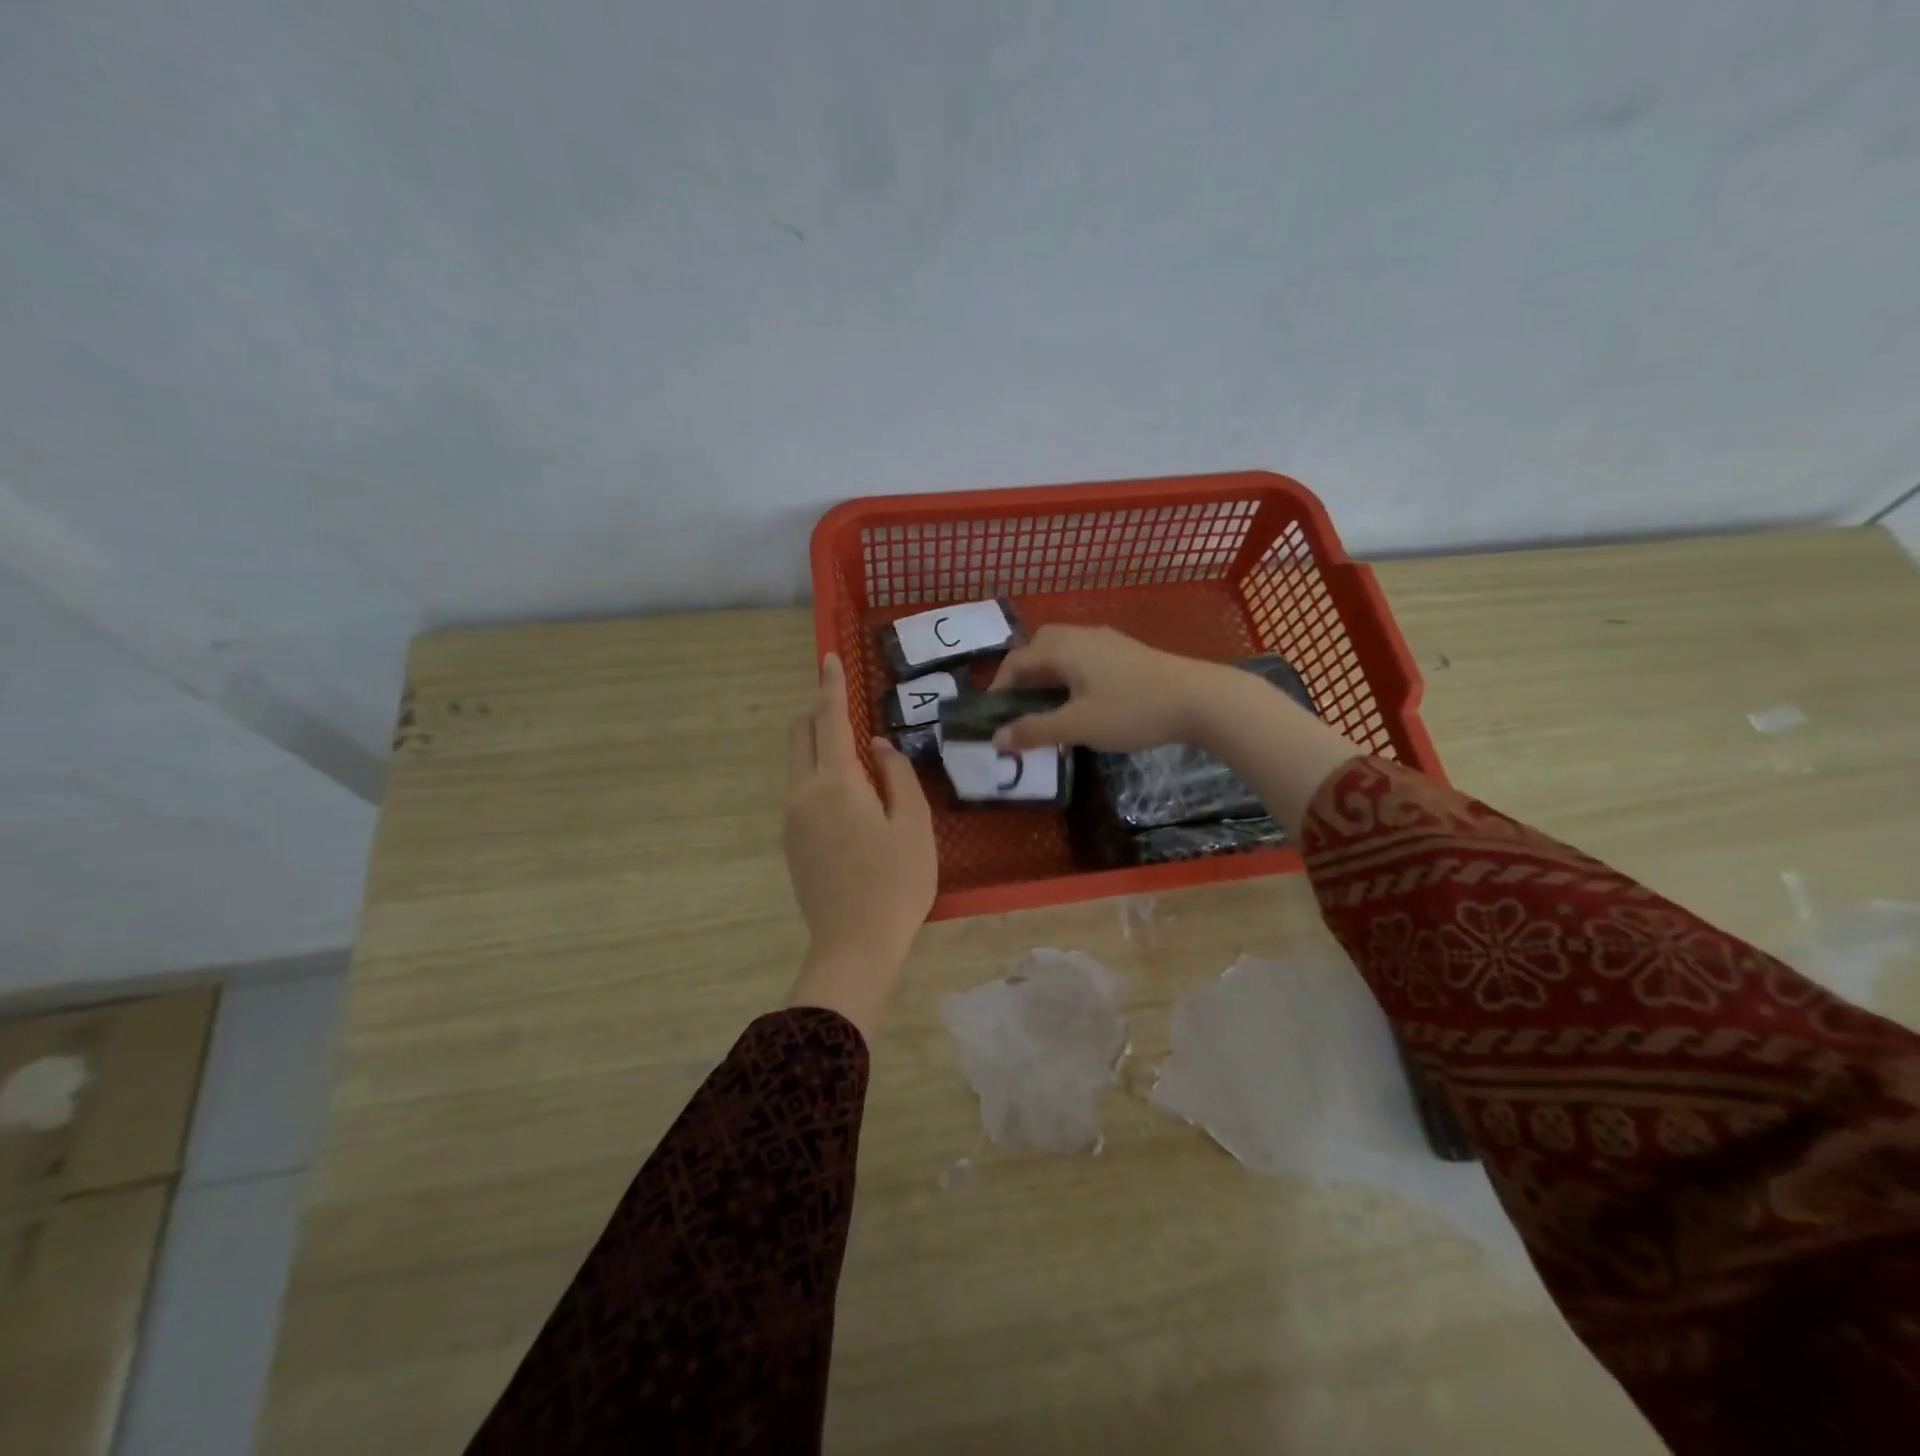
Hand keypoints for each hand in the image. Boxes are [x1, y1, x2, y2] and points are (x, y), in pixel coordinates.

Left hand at [783, 653, 937, 1036]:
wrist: (855, 944)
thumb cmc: (896, 881)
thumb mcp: (913, 823)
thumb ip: (896, 775)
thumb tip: (877, 746)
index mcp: (835, 782)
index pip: (829, 718)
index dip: (831, 685)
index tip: (828, 657)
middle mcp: (803, 792)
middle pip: (800, 735)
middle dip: (818, 711)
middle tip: (845, 704)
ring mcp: (791, 819)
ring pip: (797, 763)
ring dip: (817, 744)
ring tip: (855, 755)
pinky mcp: (791, 842)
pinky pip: (800, 791)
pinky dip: (817, 774)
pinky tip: (848, 796)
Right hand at [987, 625, 1229, 752]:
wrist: (1200, 699)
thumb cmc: (1132, 710)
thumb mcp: (1078, 725)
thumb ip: (1035, 730)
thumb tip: (996, 739)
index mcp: (1064, 648)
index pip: (1017, 660)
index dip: (999, 686)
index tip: (995, 716)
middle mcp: (1082, 635)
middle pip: (1039, 646)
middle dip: (1023, 674)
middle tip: (1020, 705)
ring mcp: (1108, 641)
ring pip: (1064, 650)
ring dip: (1048, 674)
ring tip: (1048, 706)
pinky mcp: (1127, 652)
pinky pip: (1084, 656)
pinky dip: (1070, 674)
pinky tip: (1082, 700)